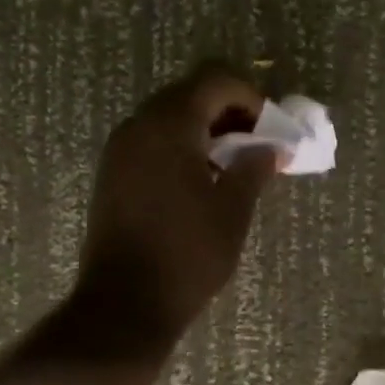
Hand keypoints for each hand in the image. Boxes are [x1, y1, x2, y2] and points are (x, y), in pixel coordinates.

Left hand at [77, 65, 277, 346]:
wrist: (124, 302)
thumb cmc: (188, 252)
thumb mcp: (233, 209)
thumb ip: (254, 167)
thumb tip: (272, 148)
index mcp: (169, 125)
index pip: (214, 82)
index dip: (249, 97)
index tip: (270, 127)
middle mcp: (139, 126)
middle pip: (188, 95)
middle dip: (228, 111)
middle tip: (256, 142)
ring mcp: (120, 150)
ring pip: (168, 118)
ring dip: (204, 129)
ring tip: (233, 163)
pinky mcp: (112, 175)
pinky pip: (152, 142)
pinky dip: (181, 146)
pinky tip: (201, 179)